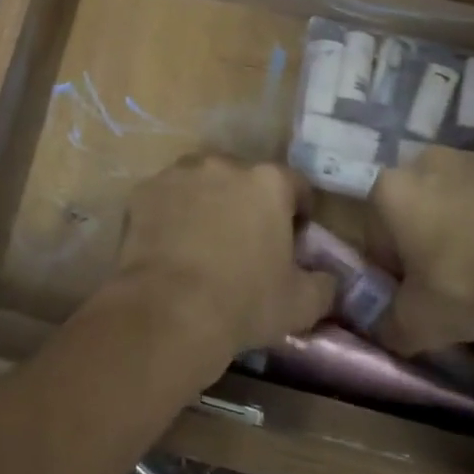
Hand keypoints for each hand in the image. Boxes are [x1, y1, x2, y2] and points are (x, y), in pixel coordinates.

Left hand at [116, 156, 335, 360]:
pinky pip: (166, 198)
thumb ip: (324, 284)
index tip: (293, 237)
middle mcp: (224, 164)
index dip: (298, 211)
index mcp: (268, 182)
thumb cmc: (244, 302)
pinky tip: (169, 246)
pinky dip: (170, 214)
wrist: (169, 309)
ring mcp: (180, 174)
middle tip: (244, 242)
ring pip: (201, 183)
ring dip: (206, 202)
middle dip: (247, 203)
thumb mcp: (301, 304)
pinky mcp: (144, 190)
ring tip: (202, 242)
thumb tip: (329, 279)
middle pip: (243, 179)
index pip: (294, 185)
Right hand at [368, 146, 473, 346]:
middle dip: (427, 241)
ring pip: (458, 199)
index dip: (393, 271)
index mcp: (390, 190)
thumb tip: (385, 333)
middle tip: (451, 284)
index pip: (376, 236)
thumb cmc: (471, 284)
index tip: (416, 298)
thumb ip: (390, 327)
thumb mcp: (419, 323)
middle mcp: (426, 162)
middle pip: (416, 209)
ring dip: (465, 227)